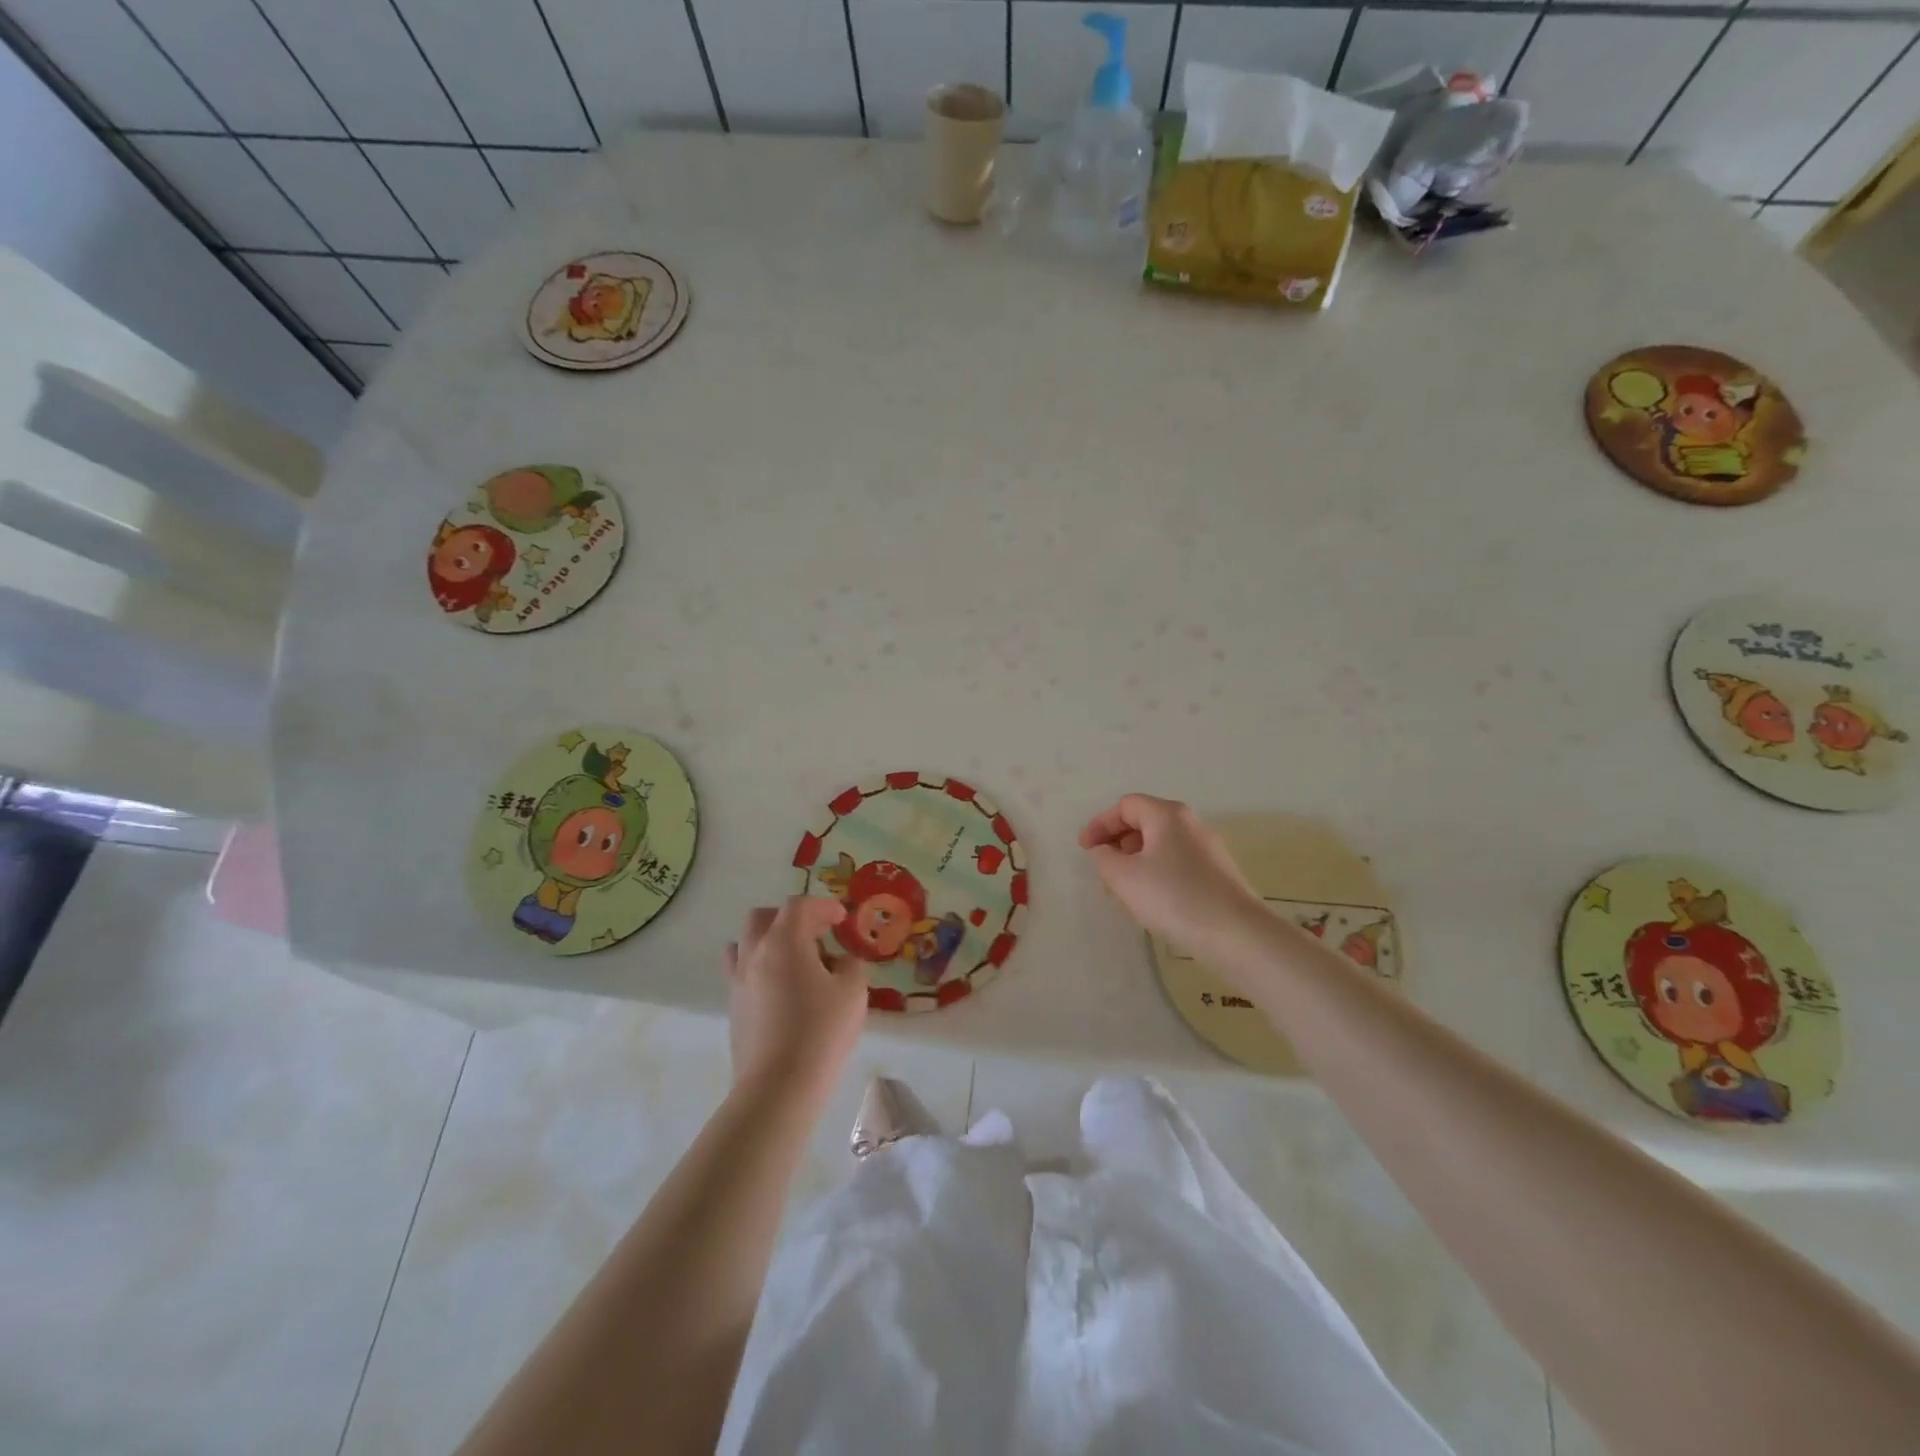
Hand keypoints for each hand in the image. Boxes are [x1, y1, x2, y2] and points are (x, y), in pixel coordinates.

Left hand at [725, 898, 868, 1099]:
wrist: (778, 1087)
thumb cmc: (821, 1032)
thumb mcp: (853, 992)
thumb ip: (850, 966)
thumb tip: (840, 962)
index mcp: (784, 941)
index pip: (799, 906)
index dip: (823, 906)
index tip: (842, 919)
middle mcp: (754, 953)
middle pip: (763, 917)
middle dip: (790, 918)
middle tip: (816, 934)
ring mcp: (738, 981)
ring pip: (745, 942)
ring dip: (769, 940)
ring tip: (795, 960)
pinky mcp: (733, 1007)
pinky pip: (742, 971)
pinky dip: (761, 967)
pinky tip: (783, 990)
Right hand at [1078, 794, 1261, 947]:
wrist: (1237, 934)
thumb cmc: (1173, 897)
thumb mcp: (1124, 877)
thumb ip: (1104, 858)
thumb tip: (1103, 850)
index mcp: (1167, 815)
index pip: (1125, 806)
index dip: (1100, 824)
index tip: (1084, 849)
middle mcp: (1190, 824)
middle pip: (1145, 822)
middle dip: (1118, 843)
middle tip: (1103, 870)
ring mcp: (1208, 849)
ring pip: (1161, 845)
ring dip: (1136, 862)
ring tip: (1123, 891)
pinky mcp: (1218, 874)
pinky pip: (1177, 863)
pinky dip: (1156, 874)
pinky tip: (1152, 902)